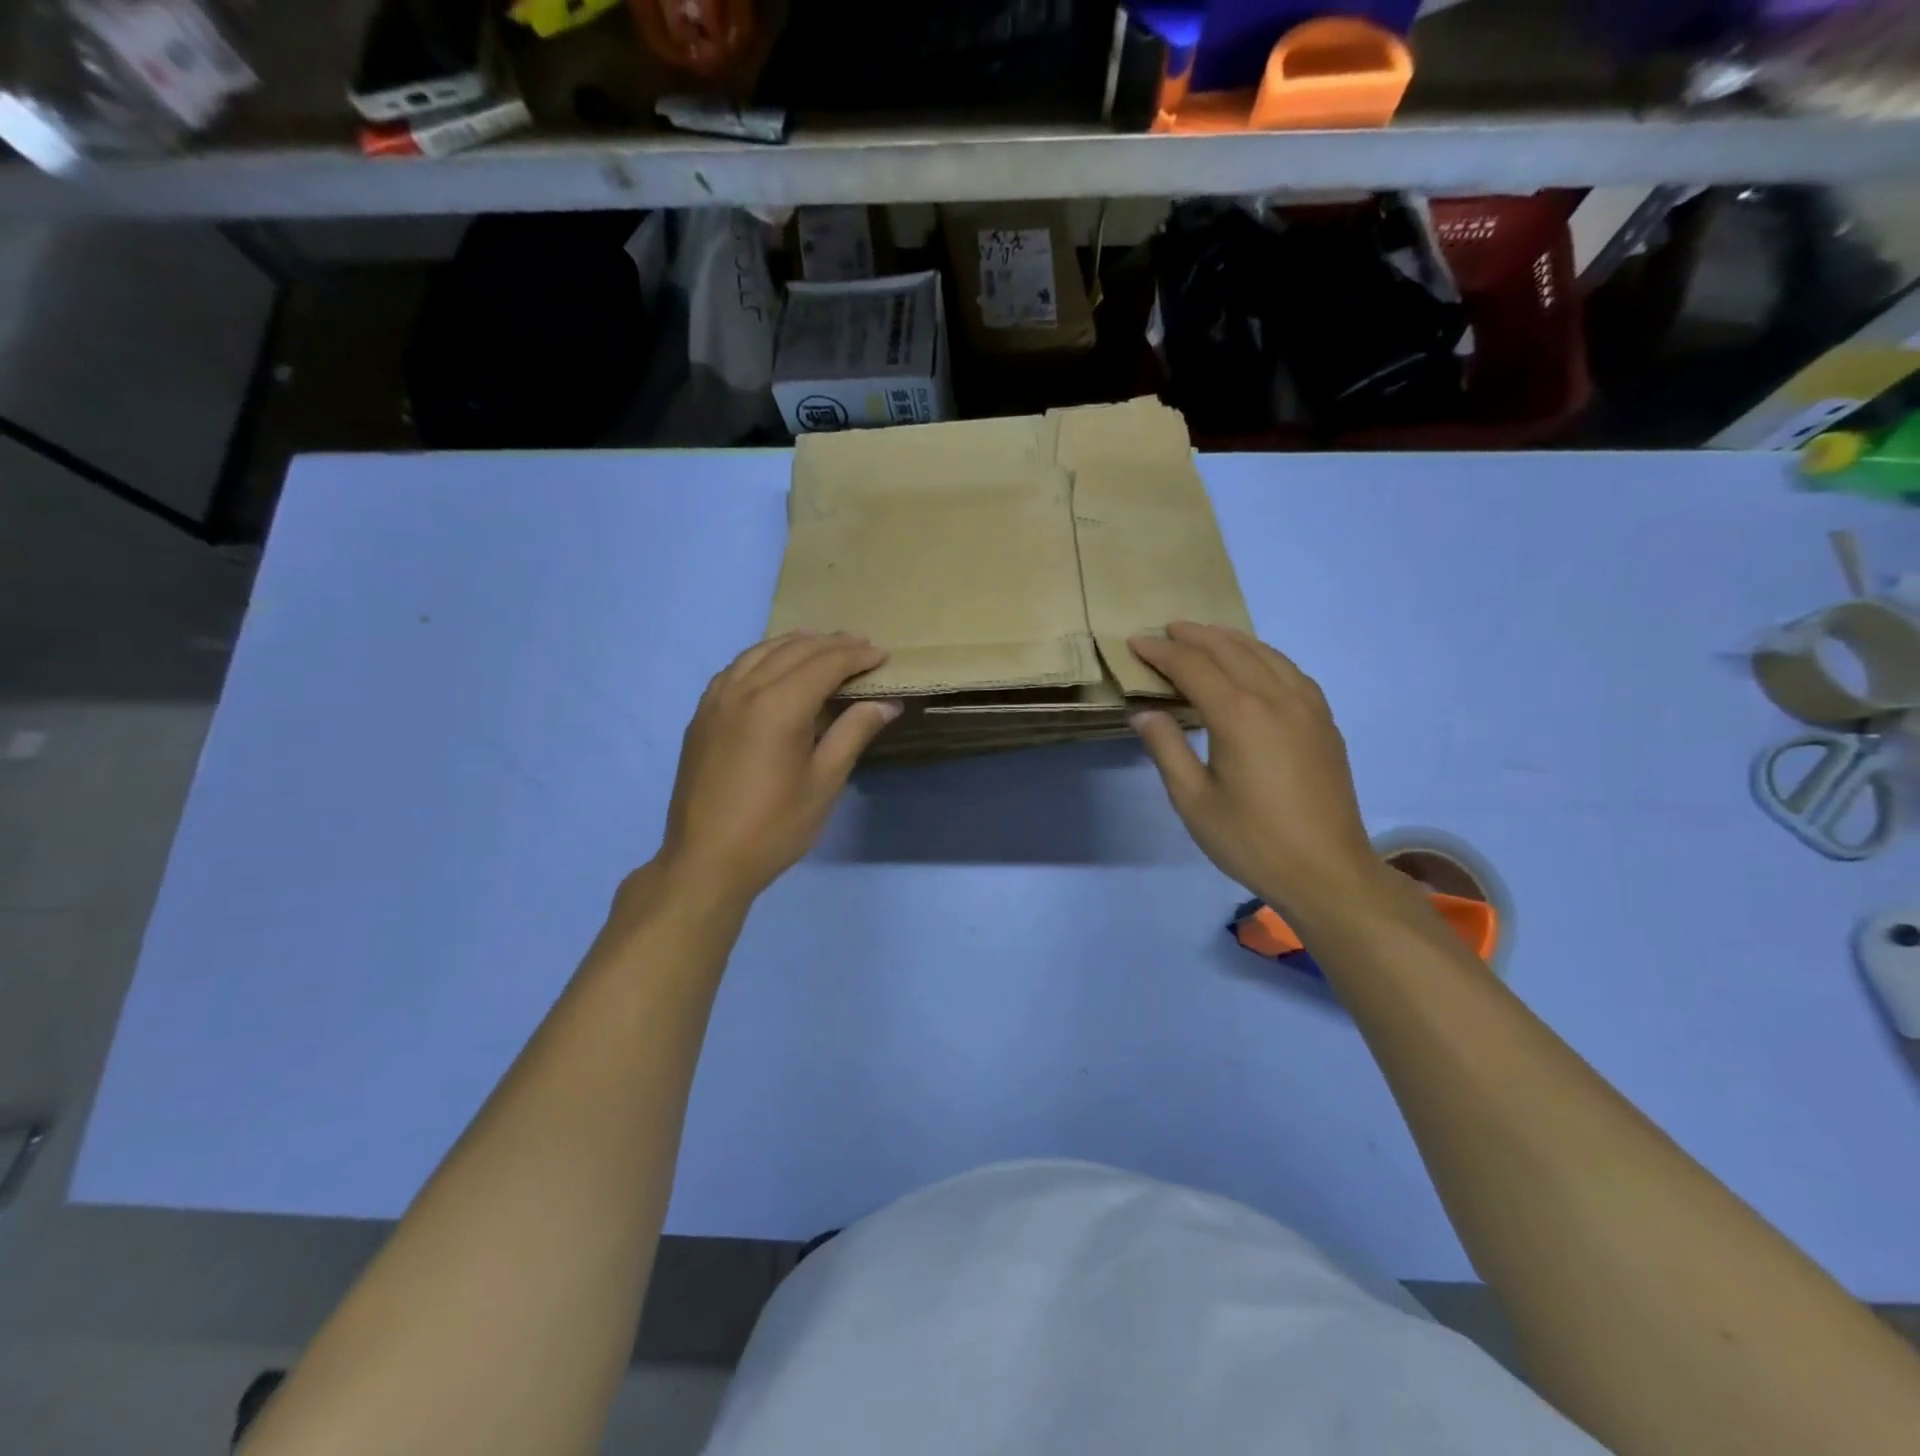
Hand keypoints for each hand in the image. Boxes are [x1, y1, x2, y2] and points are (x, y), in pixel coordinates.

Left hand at [653, 631, 898, 909]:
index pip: (825, 664)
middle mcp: (745, 690)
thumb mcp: (824, 782)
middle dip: (831, 644)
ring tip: (821, 645)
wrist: (706, 861)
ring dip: (794, 644)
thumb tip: (886, 703)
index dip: (856, 656)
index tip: (882, 655)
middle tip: (861, 645)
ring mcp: (716, 700)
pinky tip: (772, 668)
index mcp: (779, 706)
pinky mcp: (701, 716)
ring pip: (759, 653)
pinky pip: (734, 669)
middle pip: (793, 651)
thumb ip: (853, 733)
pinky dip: (761, 658)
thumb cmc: (774, 827)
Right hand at [1129, 622, 1378, 913]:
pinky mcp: (1324, 721)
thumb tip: (1143, 712)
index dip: (1161, 652)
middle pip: (1230, 649)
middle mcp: (1276, 698)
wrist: (1327, 871)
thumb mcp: (1194, 800)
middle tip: (1165, 631)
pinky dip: (1262, 656)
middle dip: (1194, 636)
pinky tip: (1253, 664)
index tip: (1135, 643)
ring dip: (1230, 640)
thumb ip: (1166, 748)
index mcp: (1239, 715)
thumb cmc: (1251, 840)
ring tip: (1203, 637)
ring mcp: (1308, 706)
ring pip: (1265, 653)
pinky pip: (1290, 670)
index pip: (1193, 667)